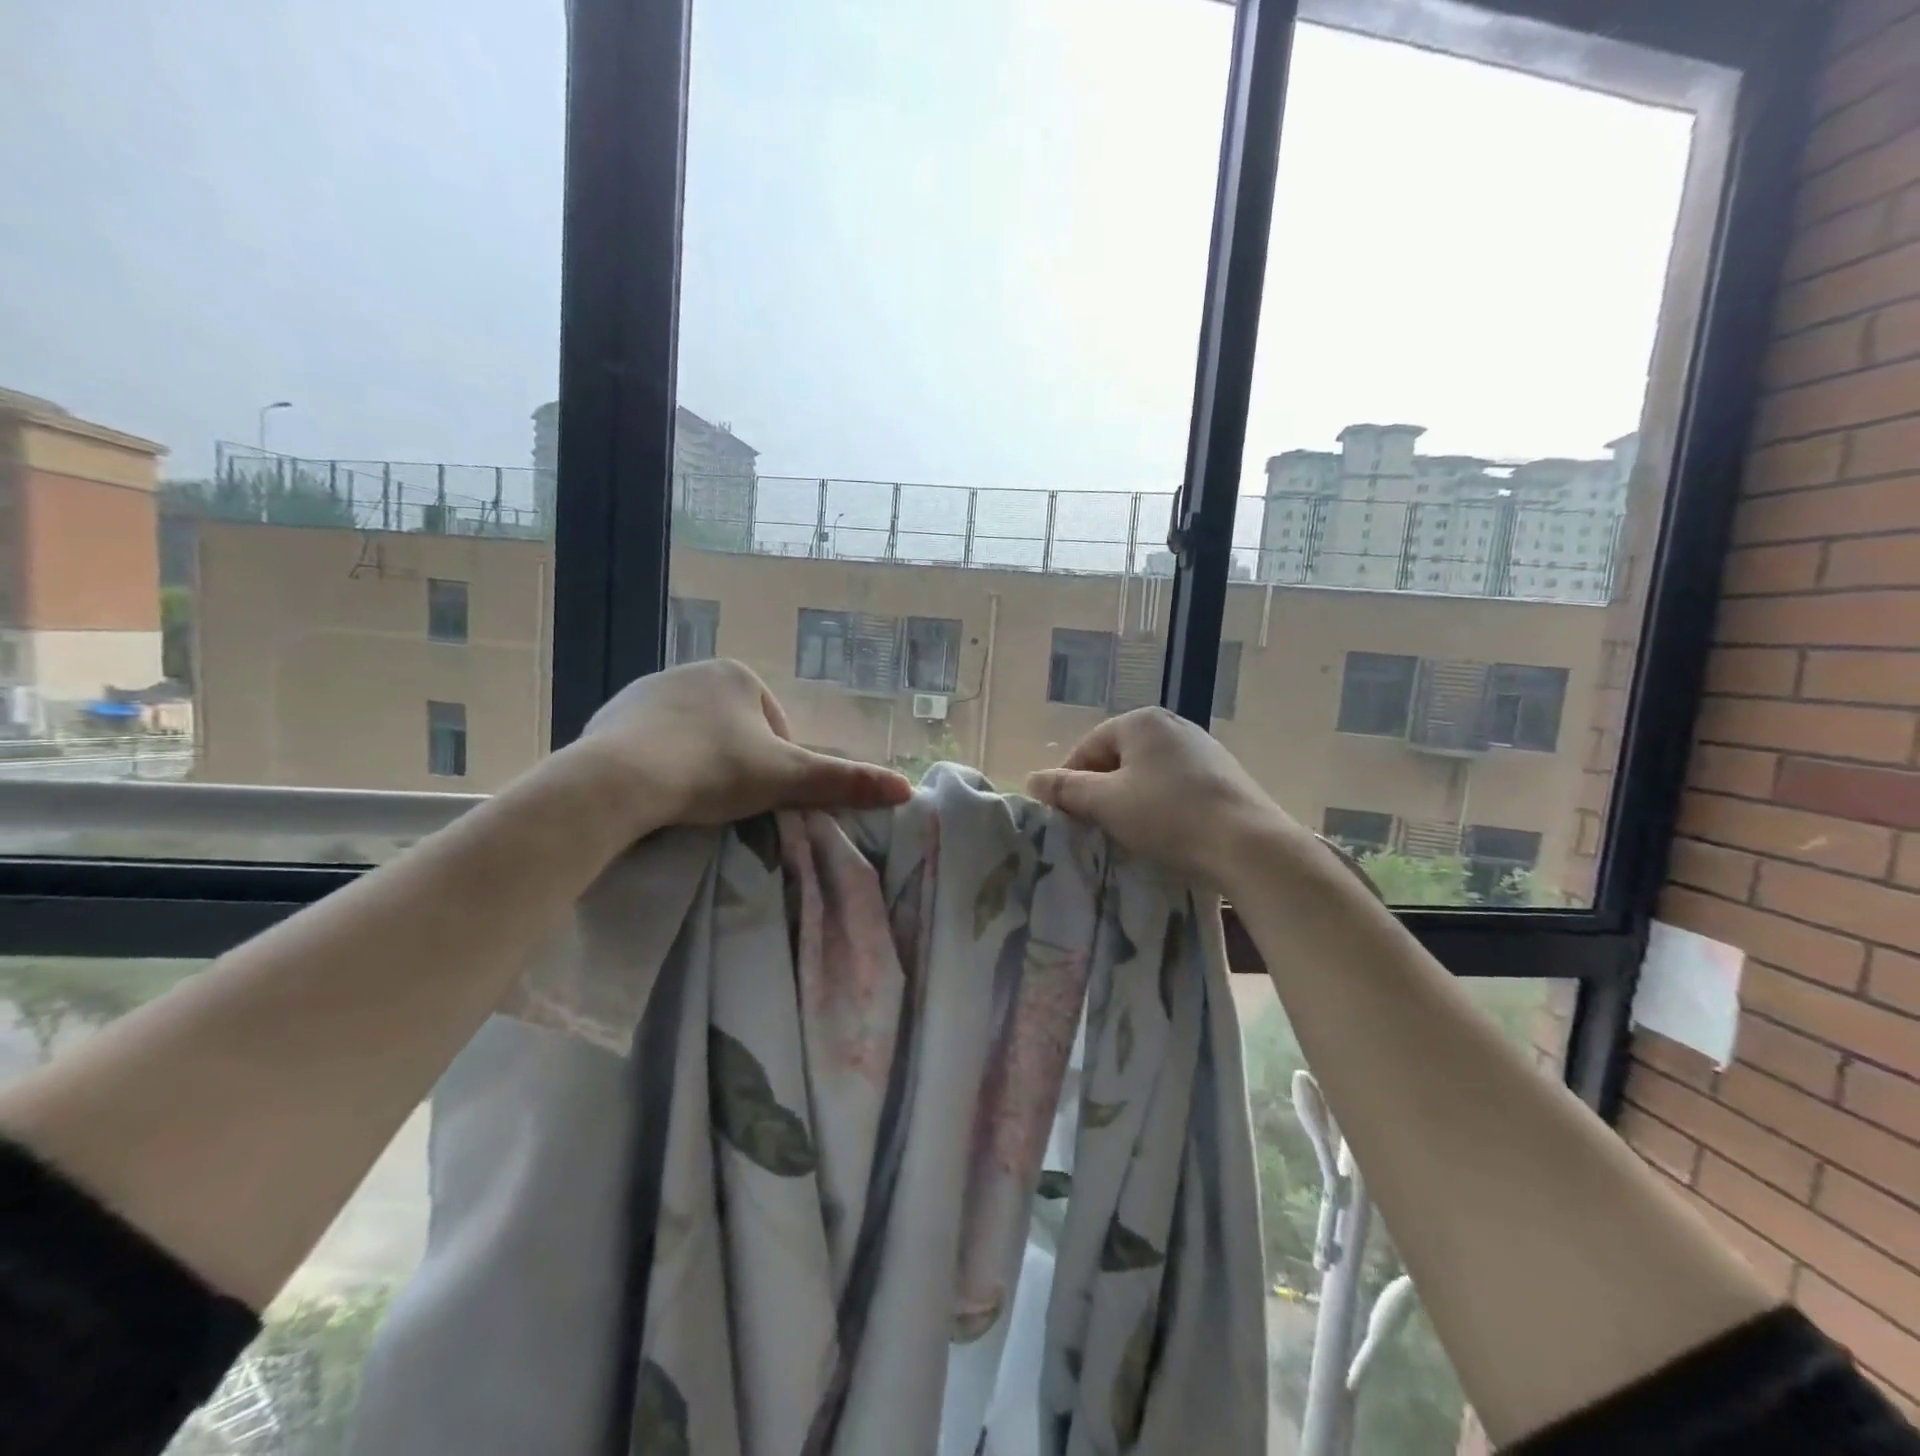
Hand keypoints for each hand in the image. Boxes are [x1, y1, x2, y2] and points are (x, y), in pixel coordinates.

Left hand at [559, 660, 911, 834]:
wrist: (620, 780)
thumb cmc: (713, 770)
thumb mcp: (787, 779)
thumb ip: (845, 782)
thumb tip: (906, 788)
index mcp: (737, 675)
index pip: (774, 727)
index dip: (776, 766)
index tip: (761, 797)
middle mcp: (691, 671)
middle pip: (732, 729)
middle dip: (736, 763)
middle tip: (727, 803)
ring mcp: (645, 691)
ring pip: (690, 735)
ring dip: (697, 764)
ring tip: (691, 803)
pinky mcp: (608, 716)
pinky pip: (648, 743)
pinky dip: (659, 765)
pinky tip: (656, 794)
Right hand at [1026, 707, 1306, 887]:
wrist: (1248, 844)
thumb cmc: (1168, 816)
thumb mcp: (1106, 803)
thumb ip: (1065, 789)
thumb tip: (1032, 780)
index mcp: (1140, 721)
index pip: (1088, 747)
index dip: (1070, 781)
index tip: (1067, 816)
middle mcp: (1172, 724)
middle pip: (1118, 758)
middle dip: (1102, 790)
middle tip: (1095, 826)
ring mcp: (1203, 748)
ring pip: (1147, 774)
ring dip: (1131, 800)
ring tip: (1129, 833)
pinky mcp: (1223, 774)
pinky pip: (1176, 785)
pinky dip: (1162, 805)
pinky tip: (1166, 832)